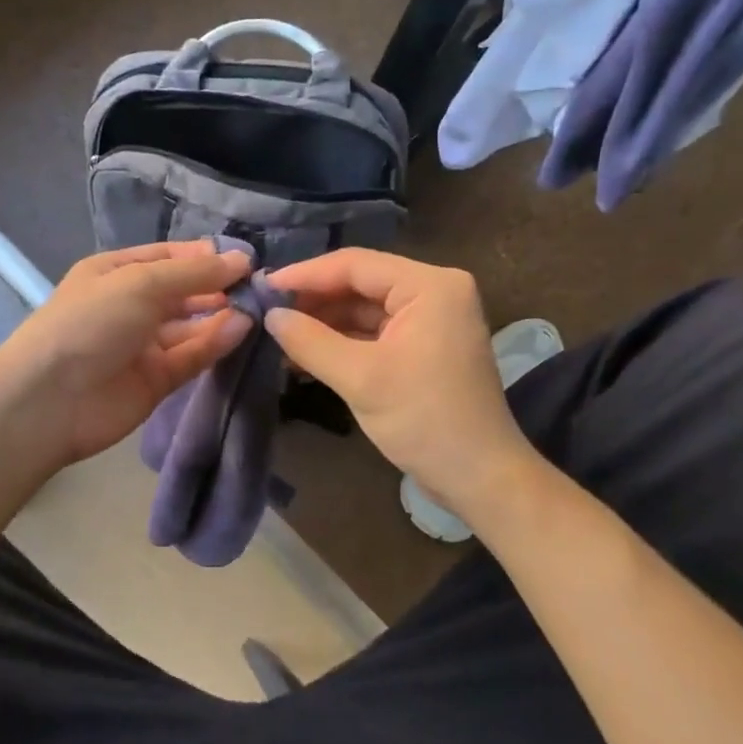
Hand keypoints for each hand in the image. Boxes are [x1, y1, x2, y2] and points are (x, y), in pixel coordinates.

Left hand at [0, 241, 253, 467]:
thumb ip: (194, 273)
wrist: (50, 399)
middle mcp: (130, 305)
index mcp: (116, 272)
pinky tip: (243, 330)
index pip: (168, 257)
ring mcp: (143, 345)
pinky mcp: (157, 380)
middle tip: (261, 286)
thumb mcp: (141, 283)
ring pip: (191, 326)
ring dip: (222, 315)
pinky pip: (191, 356)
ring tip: (259, 307)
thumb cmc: (91, 322)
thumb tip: (242, 259)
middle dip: (218, 287)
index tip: (246, 260)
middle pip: (183, 292)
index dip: (205, 256)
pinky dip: (215, 343)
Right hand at [264, 249, 536, 512]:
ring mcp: (431, 320)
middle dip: (314, 300)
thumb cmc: (425, 420)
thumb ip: (310, 341)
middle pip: (360, 284)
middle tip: (267, 313)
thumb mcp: (361, 378)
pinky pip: (374, 333)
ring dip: (324, 323)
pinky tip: (305, 355)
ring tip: (279, 337)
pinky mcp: (424, 347)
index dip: (305, 274)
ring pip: (364, 309)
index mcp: (430, 286)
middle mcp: (434, 292)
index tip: (262, 287)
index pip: (355, 264)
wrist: (480, 479)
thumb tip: (270, 316)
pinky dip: (342, 343)